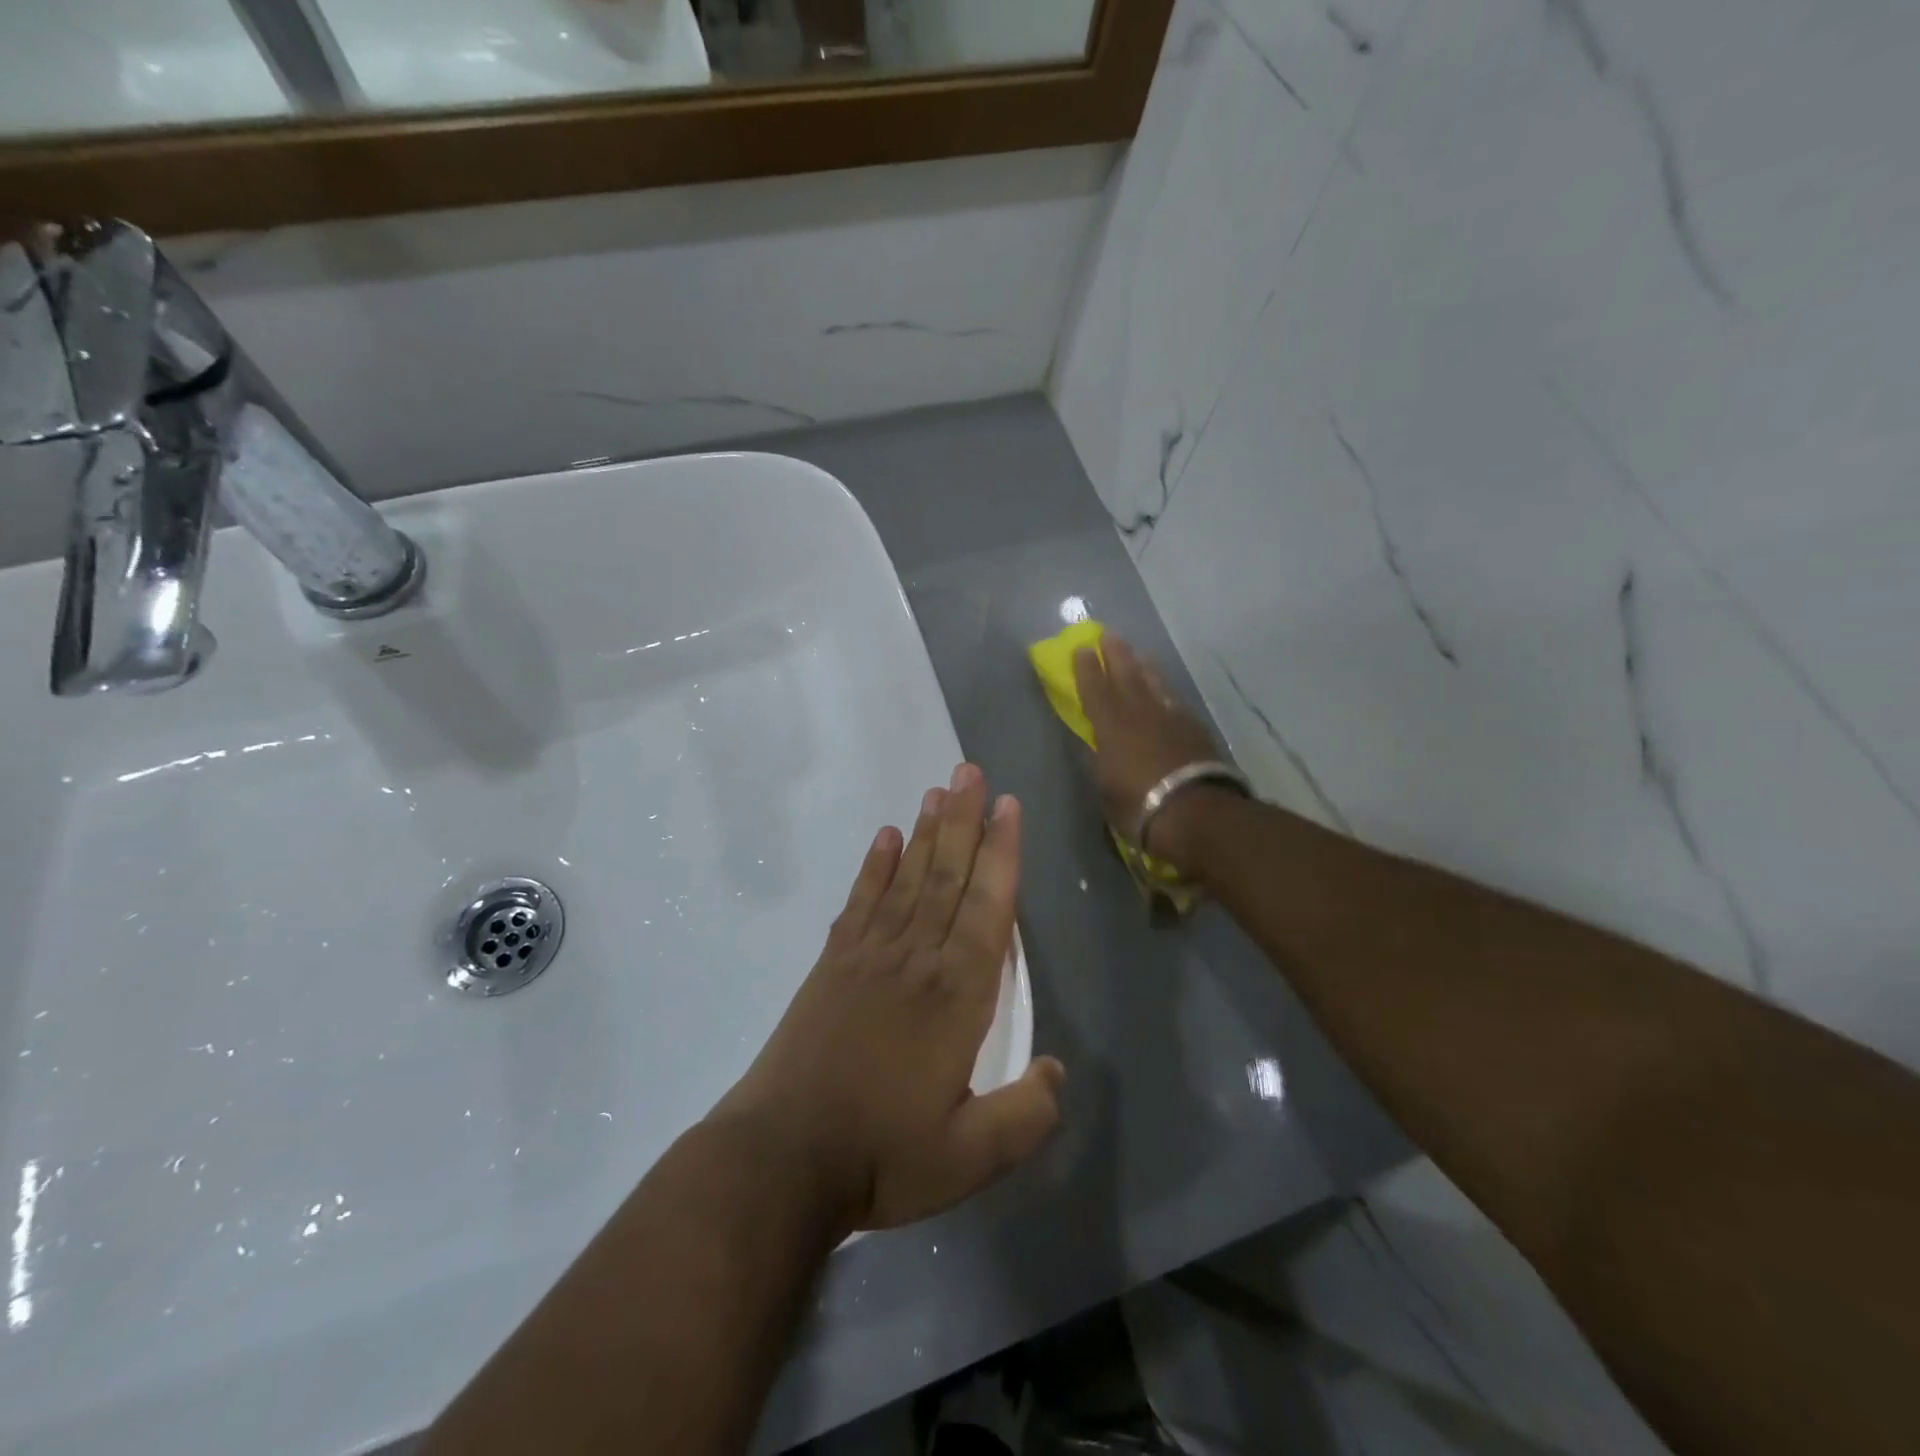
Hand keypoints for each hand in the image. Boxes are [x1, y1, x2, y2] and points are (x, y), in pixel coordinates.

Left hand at [715, 764, 1064, 1235]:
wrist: (782, 1158)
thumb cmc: (882, 1155)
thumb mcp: (972, 1158)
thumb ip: (1027, 1114)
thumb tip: (1057, 1070)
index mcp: (956, 996)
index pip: (987, 908)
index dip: (1001, 854)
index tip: (1007, 806)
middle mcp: (916, 960)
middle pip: (946, 876)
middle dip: (964, 821)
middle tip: (970, 771)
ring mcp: (869, 956)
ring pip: (907, 879)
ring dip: (926, 832)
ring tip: (938, 790)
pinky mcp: (832, 965)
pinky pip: (861, 902)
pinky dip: (875, 866)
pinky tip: (886, 838)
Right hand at [1073, 636, 1230, 867]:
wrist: (1194, 811)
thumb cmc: (1138, 805)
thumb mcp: (1106, 787)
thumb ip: (1101, 761)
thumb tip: (1098, 746)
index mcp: (1111, 726)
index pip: (1095, 690)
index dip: (1086, 670)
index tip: (1081, 648)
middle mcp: (1140, 714)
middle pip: (1126, 676)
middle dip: (1115, 655)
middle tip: (1108, 635)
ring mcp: (1171, 719)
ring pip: (1154, 684)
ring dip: (1144, 667)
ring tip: (1139, 654)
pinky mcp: (1195, 730)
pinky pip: (1174, 701)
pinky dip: (1166, 692)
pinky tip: (1166, 692)